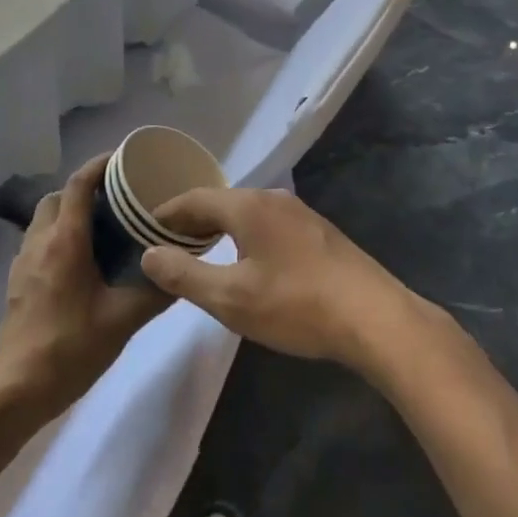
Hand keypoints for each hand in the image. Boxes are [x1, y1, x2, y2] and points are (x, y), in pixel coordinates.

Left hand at [0, 155, 170, 424]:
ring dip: (69, 212)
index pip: (79, 183)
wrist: (16, 389)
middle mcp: (40, 241)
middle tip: (116, 199)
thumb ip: (155, 292)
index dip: (99, 165)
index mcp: (65, 241)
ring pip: (44, 218)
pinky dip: (58, 236)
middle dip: (84, 188)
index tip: (123, 159)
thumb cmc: (70, 348)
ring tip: (101, 229)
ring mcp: (23, 261)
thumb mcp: (123, 320)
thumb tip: (182, 272)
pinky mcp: (17, 281)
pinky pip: (38, 241)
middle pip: (58, 196)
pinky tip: (80, 262)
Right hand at [139, 187, 419, 371]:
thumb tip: (149, 253)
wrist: (375, 318)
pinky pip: (268, 224)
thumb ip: (184, 275)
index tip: (142, 229)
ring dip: (220, 228)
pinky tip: (247, 261)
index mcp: (248, 205)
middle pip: (221, 202)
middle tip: (166, 243)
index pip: (194, 198)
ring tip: (200, 252)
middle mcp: (273, 198)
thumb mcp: (230, 298)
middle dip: (191, 221)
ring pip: (247, 213)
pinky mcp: (319, 233)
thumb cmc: (296, 305)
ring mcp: (300, 214)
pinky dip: (245, 236)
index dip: (166, 214)